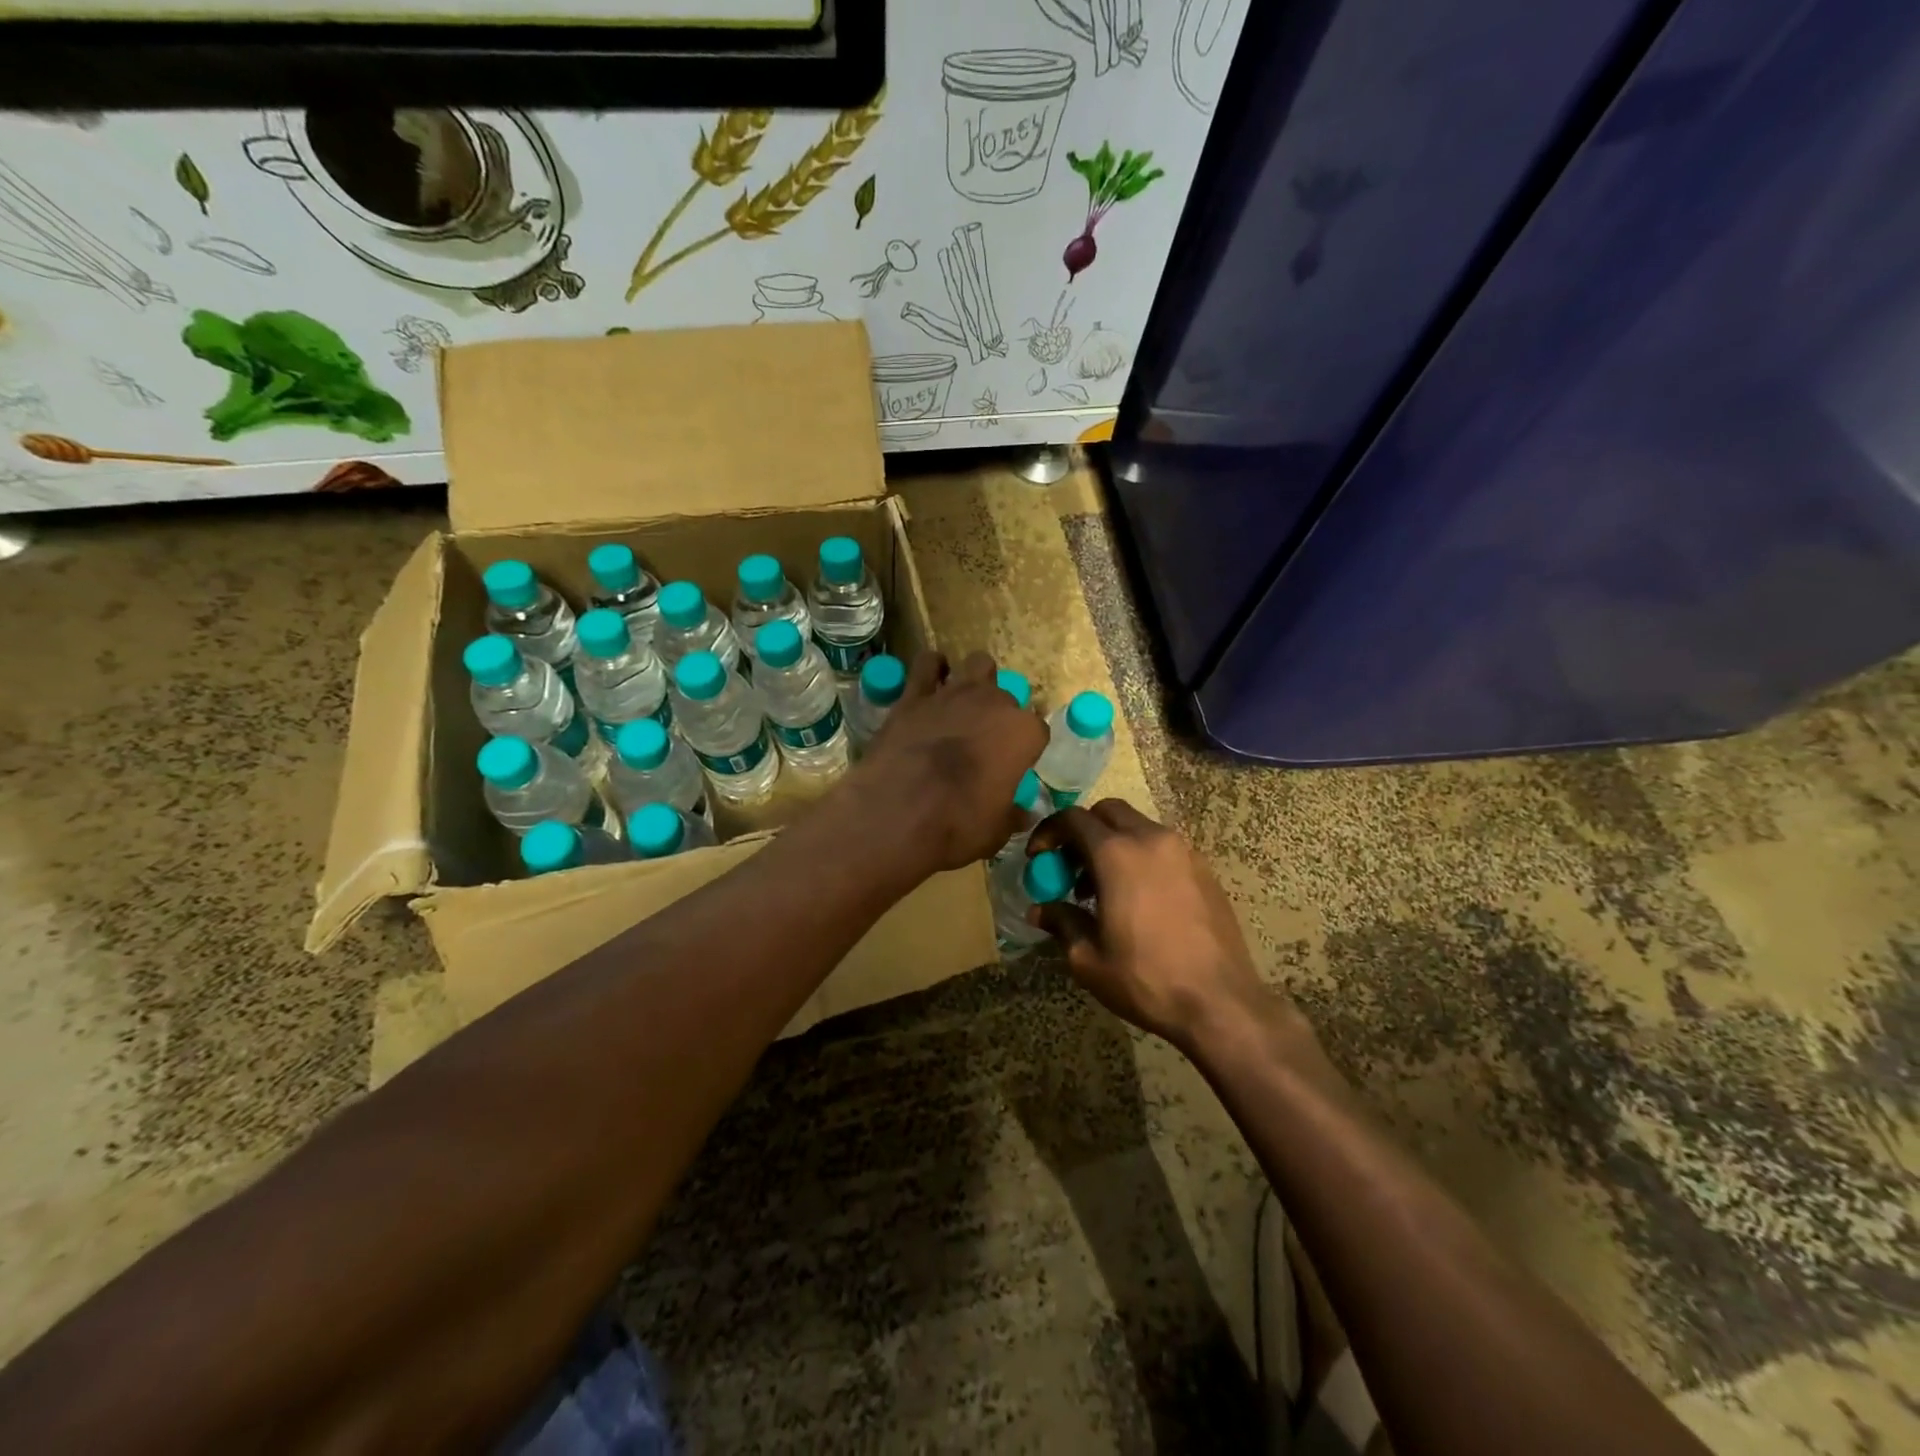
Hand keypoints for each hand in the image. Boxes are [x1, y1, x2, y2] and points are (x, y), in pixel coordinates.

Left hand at [848, 650, 1047, 871]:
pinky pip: (928, 664)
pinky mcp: (915, 694)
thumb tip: (1023, 814)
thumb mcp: (996, 831)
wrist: (897, 812)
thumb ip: (1012, 815)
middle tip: (984, 740)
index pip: (1037, 731)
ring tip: (964, 702)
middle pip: (1007, 698)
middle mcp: (994, 703)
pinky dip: (932, 669)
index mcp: (1023, 733)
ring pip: (978, 664)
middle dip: (1000, 715)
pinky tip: (930, 682)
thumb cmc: (958, 825)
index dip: (1025, 748)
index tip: (1014, 765)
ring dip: (975, 680)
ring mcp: (954, 693)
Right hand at [1027, 801, 1273, 1048]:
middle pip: (1108, 812)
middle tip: (1070, 867)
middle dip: (1082, 831)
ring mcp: (1183, 851)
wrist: (1220, 1002)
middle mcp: (1151, 840)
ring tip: (1102, 889)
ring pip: (1138, 827)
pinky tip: (1138, 899)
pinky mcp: (1204, 869)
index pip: (1073, 818)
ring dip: (1112, 844)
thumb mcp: (1089, 959)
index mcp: (1116, 854)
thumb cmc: (1146, 979)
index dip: (1049, 832)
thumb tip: (1039, 910)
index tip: (1037, 857)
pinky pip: (1162, 847)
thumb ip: (1061, 923)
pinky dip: (1141, 857)